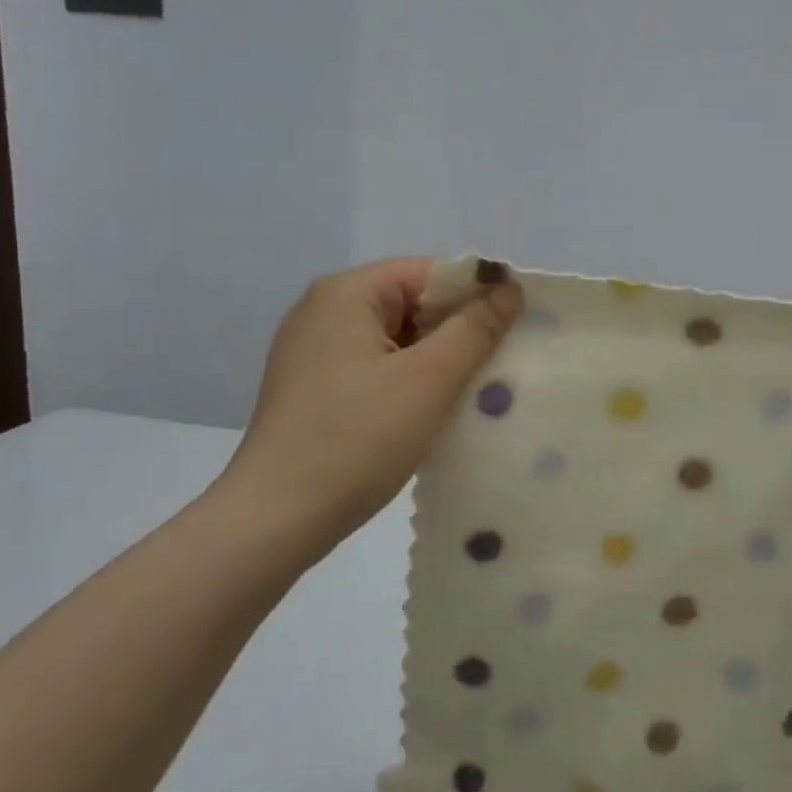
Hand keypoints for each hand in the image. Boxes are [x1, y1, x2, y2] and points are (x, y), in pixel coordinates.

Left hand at [212, 258, 522, 562]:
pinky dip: (410, 381)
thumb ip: (475, 329)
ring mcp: (314, 352)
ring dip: (437, 360)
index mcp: (346, 294)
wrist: (277, 518)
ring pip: (396, 339)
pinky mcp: (315, 388)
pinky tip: (434, 409)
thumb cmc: (357, 438)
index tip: (515, 326)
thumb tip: (510, 289)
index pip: (428, 273)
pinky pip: (377, 367)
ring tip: (476, 389)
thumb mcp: (428, 379)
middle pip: (411, 303)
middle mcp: (324, 312)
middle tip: (501, 362)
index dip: (476, 294)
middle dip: (458, 330)